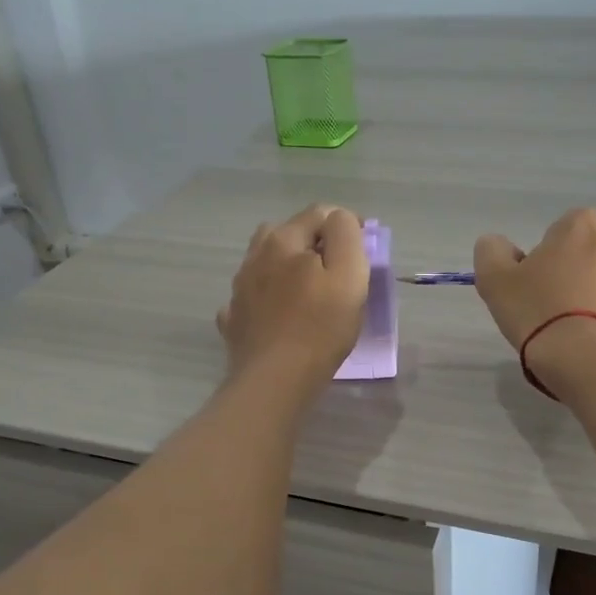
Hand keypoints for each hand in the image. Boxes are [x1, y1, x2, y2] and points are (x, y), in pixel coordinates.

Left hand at [217, 204, 368, 390]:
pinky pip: (252, 296)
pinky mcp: (233, 318)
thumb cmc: (320, 328)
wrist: (274, 381)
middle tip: (335, 269)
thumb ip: (346, 236)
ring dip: (285, 266)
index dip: (345, 224)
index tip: (363, 247)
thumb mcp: (349, 276)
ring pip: (265, 262)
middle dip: (312, 241)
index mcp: (284, 241)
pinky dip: (266, 297)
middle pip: (286, 232)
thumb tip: (339, 219)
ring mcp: (239, 288)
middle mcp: (255, 256)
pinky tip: (278, 315)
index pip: (319, 213)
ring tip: (306, 290)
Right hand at [473, 207, 595, 352]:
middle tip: (564, 305)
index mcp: (579, 224)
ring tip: (592, 319)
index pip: (560, 233)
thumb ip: (492, 250)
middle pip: (594, 248)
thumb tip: (500, 244)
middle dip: (582, 268)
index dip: (548, 260)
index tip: (540, 288)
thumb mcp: (493, 280)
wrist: (584, 357)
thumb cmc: (536, 312)